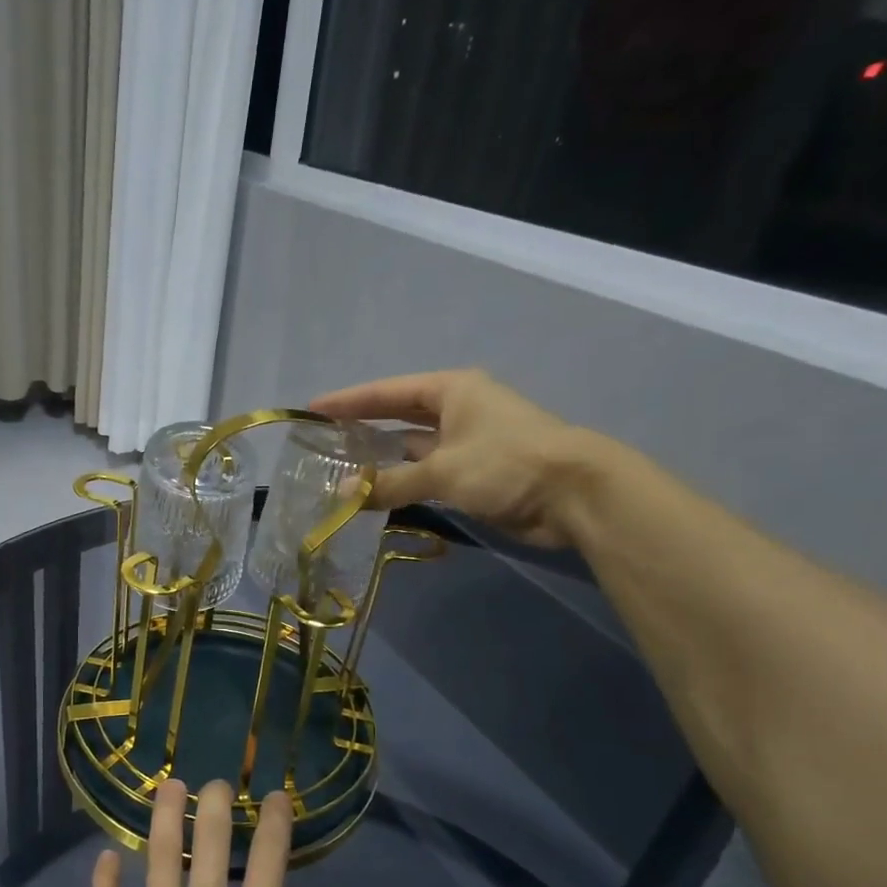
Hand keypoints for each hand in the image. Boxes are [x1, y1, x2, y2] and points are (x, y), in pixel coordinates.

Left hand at [87, 779, 342, 886]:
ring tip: (167, 787)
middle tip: (215, 782)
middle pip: (208, 844)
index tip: (275, 796)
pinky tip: (105, 859)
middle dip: (214, 804)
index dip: (274, 821)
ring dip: (163, 818)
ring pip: (157, 859)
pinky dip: (104, 881)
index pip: (269, 860)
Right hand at [310, 368, 599, 547]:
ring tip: (338, 469)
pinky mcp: (474, 474)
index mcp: (451, 391)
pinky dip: (402, 482)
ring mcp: (466, 443)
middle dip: (362, 427)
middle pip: (397, 416)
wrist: (573, 495)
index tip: (312, 409)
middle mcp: (457, 410)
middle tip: (321, 440)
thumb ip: (390, 482)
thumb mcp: (442, 470)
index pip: (387, 392)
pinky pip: (426, 474)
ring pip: (411, 449)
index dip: (348, 401)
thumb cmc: (505, 463)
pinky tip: (374, 493)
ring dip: (380, 460)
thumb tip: (345, 494)